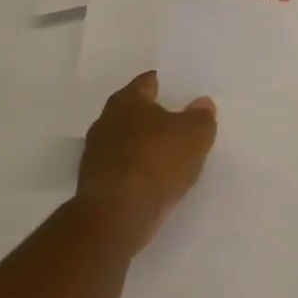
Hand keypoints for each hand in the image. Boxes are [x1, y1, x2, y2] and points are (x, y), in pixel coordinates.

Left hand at [77, 71, 218, 253]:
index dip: (166, 84)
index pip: (148, 82)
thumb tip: (200, 103)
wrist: (117, 215)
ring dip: (145, 145)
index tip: (182, 91)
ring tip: (172, 153)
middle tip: (181, 121)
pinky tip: (157, 179)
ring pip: (127, 141)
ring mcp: (95, 154)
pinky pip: (124, 168)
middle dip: (155, 116)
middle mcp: (106, 122)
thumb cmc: (158, 160)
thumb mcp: (196, 132)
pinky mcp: (95, 184)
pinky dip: (138, 170)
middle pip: (135, 112)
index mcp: (127, 101)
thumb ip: (201, 115)